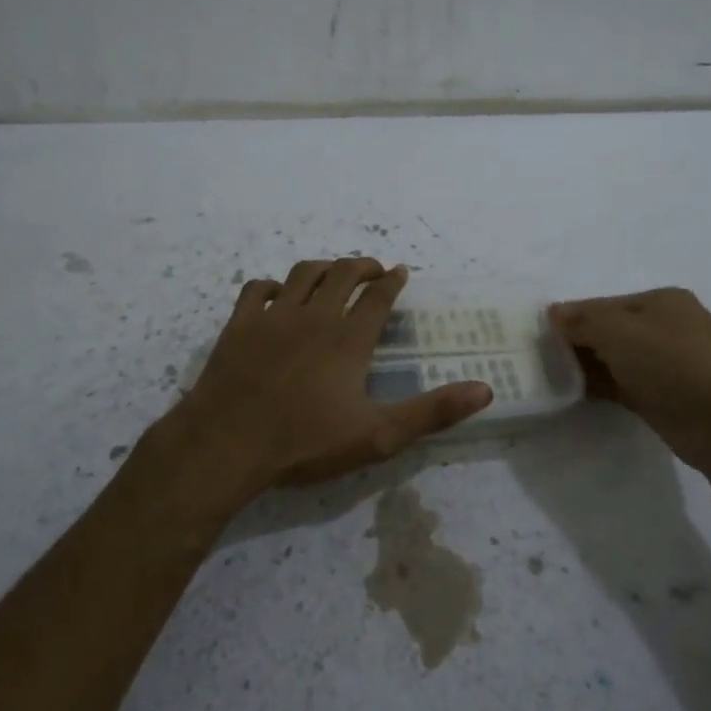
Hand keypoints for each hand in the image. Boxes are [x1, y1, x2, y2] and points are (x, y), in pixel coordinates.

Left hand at [164, 258, 491, 508]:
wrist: (227, 445)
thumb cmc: (304, 442)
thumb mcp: (378, 436)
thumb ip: (431, 411)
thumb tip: (484, 389)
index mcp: (348, 339)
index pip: (378, 297)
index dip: (392, 281)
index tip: (400, 271)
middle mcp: (314, 317)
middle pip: (342, 274)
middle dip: (362, 266)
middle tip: (373, 269)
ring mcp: (273, 317)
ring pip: (302, 274)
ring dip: (323, 268)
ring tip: (333, 273)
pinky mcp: (239, 326)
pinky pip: (257, 290)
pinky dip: (272, 286)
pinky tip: (278, 295)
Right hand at [550, 288, 710, 476]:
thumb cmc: (675, 365)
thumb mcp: (621, 332)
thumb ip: (584, 320)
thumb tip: (553, 313)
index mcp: (662, 301)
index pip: (603, 304)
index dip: (570, 317)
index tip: (536, 334)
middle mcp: (667, 327)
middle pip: (609, 330)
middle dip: (576, 341)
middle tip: (538, 357)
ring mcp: (668, 364)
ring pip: (615, 359)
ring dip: (585, 366)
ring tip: (548, 377)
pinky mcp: (666, 398)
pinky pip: (623, 385)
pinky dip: (600, 387)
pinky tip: (573, 394)